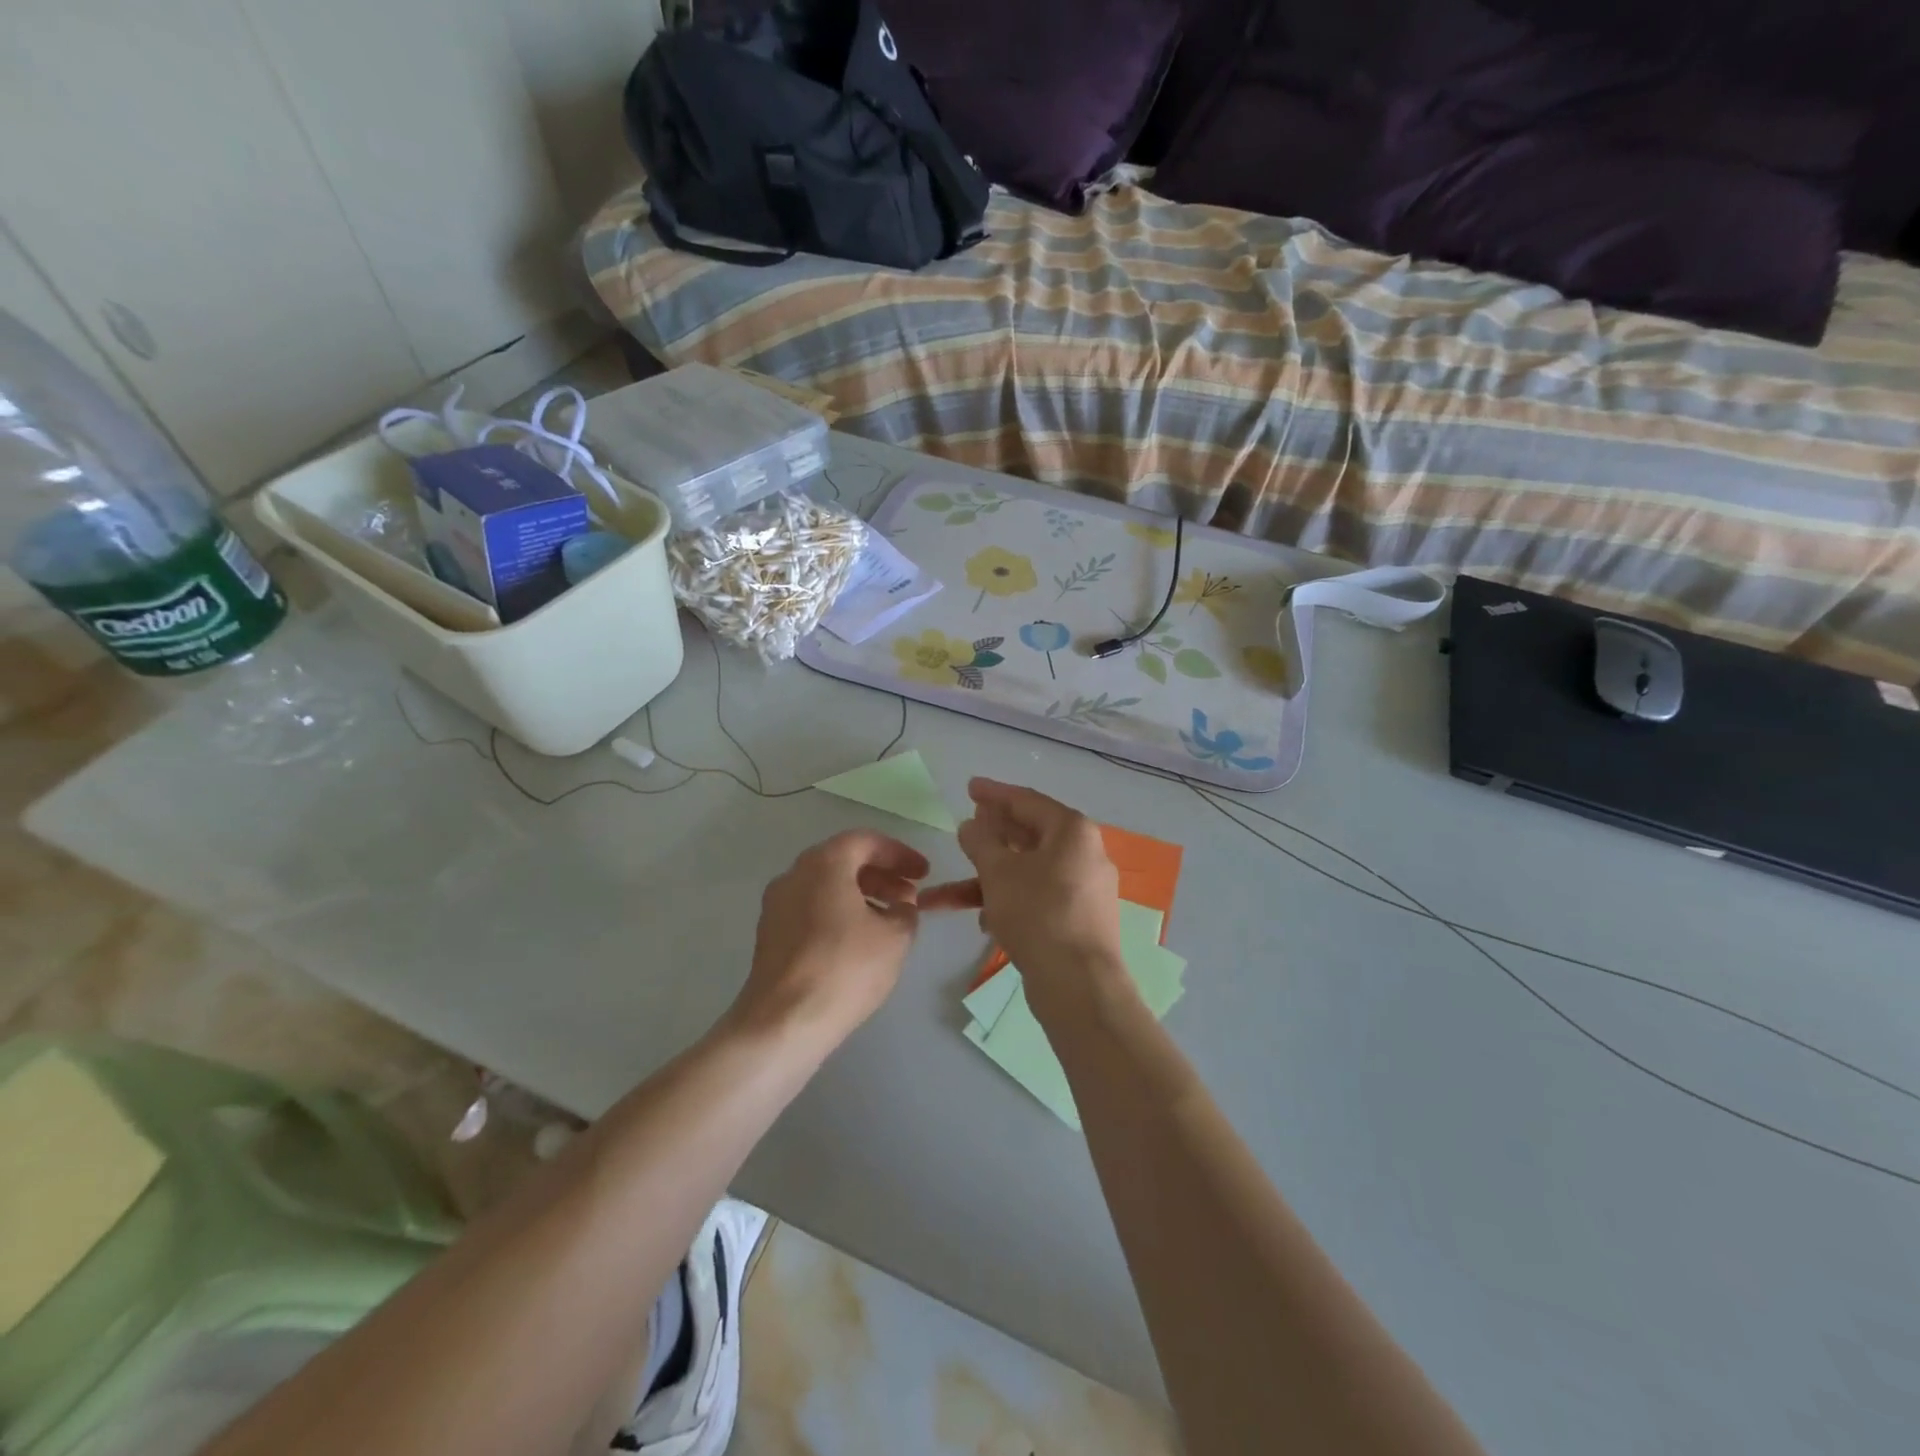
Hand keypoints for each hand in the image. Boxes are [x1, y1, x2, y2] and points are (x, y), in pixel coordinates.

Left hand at [731, 831, 932, 1043]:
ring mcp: (777, 905)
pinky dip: (840, 913)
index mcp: (824, 864)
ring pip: (826, 886)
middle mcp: (794, 874)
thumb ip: (905, 911)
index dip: (900, 854)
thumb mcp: (895, 937)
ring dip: (861, 894)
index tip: (925, 873)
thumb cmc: (845, 968)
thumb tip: (901, 906)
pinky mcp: (770, 934)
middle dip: (881, 874)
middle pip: (843, 861)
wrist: (783, 1022)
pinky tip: (860, 940)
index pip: (866, 841)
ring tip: (890, 920)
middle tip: (910, 895)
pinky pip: (812, 908)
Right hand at [930, 779, 1126, 999]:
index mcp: (1072, 831)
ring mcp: (1083, 888)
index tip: (969, 787)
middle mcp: (1084, 853)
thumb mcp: (999, 872)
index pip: (1027, 800)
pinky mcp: (1077, 919)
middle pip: (1029, 835)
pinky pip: (1037, 897)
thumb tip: (971, 825)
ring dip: (987, 879)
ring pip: (1027, 872)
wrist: (1078, 985)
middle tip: (965, 827)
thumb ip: (981, 841)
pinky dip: (1009, 901)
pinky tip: (981, 920)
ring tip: (947, 892)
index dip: (994, 793)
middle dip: (990, 836)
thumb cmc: (1038, 914)